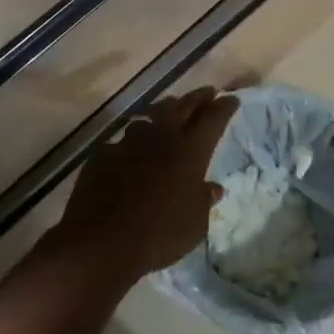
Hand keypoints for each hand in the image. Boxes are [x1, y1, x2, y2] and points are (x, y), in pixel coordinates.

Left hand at [57, 87, 237, 280]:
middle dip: (197, 98)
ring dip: (163, 112)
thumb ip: (204, 200)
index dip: (224, 107)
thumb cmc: (159, 234)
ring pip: (150, 117)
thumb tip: (212, 188)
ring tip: (170, 112)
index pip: (213, 119)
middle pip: (182, 106)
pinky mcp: (104, 153)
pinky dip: (133, 141)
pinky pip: (123, 140)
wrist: (102, 241)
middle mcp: (160, 137)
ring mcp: (128, 142)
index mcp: (190, 151)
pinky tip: (132, 149)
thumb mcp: (195, 224)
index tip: (231, 99)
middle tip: (207, 92)